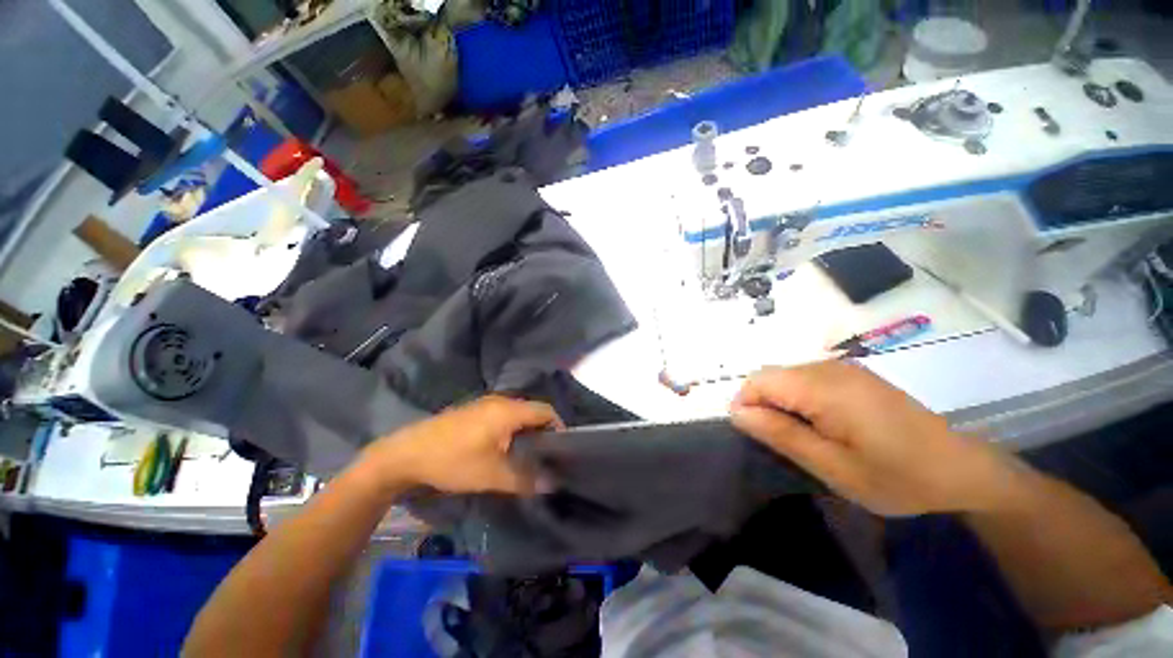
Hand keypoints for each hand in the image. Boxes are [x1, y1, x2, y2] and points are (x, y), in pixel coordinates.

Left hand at [362, 395, 560, 494]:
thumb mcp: (491, 475)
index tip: (562, 449)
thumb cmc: (453, 461)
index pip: (546, 411)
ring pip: (516, 414)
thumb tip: (552, 484)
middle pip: (532, 411)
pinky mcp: (473, 411)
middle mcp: (500, 401)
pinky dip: (510, 430)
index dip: (558, 427)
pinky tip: (503, 449)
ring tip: (528, 456)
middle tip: (546, 456)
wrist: (405, 454)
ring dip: (525, 432)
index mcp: (509, 411)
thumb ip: (524, 479)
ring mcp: (484, 404)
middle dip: (542, 432)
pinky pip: (502, 416)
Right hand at [730, 361, 1021, 515]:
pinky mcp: (855, 375)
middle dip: (764, 405)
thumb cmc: (897, 476)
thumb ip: (780, 434)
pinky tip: (823, 425)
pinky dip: (800, 399)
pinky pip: (808, 379)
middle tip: (782, 442)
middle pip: (772, 376)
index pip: (759, 380)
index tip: (755, 436)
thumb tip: (737, 412)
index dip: (745, 404)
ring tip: (803, 437)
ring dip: (782, 403)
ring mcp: (845, 368)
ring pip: (788, 377)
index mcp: (823, 387)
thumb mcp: (832, 465)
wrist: (962, 470)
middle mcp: (830, 367)